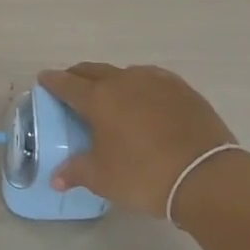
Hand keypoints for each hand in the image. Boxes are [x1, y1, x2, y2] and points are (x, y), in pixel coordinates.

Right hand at [37, 63, 235, 217]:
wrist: (205, 175)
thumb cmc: (144, 175)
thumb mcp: (103, 178)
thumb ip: (76, 172)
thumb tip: (56, 177)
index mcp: (99, 99)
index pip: (67, 84)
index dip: (53, 82)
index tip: (44, 79)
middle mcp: (124, 81)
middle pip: (94, 71)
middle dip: (78, 76)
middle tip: (71, 85)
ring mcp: (156, 81)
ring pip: (124, 73)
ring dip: (111, 80)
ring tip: (110, 95)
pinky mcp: (182, 89)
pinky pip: (152, 79)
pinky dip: (140, 85)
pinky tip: (144, 98)